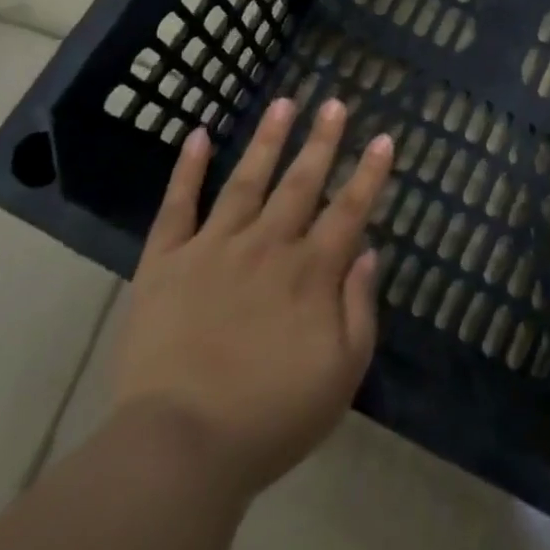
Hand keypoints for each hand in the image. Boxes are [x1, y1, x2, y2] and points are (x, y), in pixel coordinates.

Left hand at [111, 97, 393, 498]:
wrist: (178, 448)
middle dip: (322, 140)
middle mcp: (267, 245)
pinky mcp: (166, 262)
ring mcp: (214, 248)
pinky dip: (188, 169)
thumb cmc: (270, 419)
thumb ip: (359, 308)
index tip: (383, 137)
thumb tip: (367, 251)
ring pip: (247, 181)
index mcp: (310, 272)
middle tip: (335, 102)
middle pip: (301, 182)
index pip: (349, 210)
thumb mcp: (341, 375)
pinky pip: (177, 206)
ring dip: (268, 140)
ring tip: (284, 102)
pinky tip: (199, 135)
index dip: (369, 173)